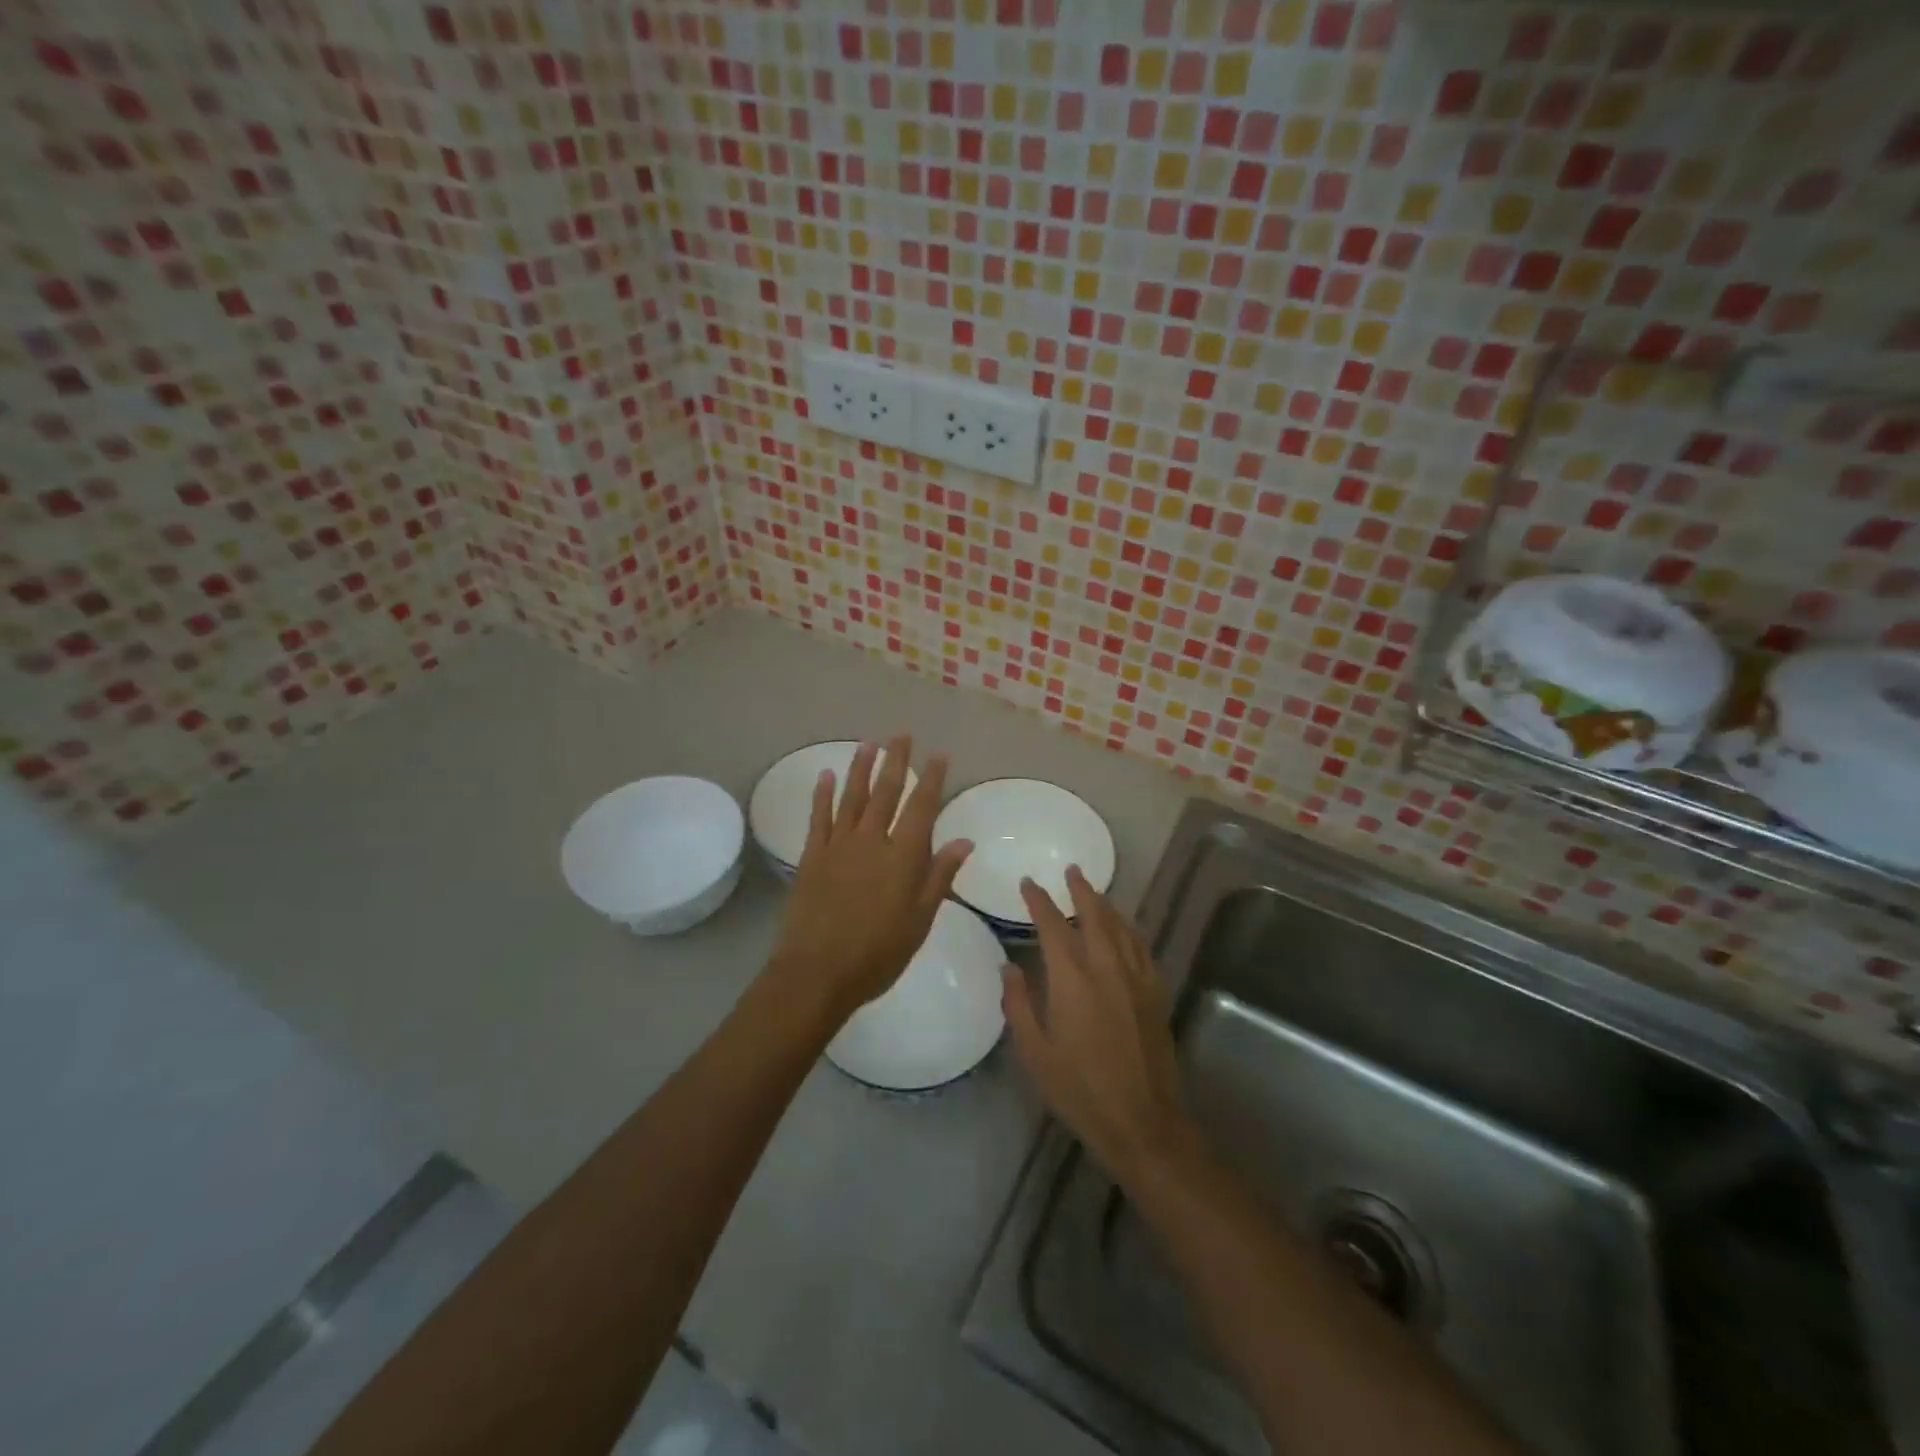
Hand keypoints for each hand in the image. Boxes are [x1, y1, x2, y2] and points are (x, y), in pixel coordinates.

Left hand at [766, 736, 972, 1024]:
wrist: (817, 972)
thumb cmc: (878, 953)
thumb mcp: (921, 920)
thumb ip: (940, 876)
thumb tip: (965, 840)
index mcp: (904, 856)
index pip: (922, 807)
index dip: (931, 779)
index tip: (938, 755)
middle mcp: (872, 840)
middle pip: (886, 792)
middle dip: (896, 762)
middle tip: (901, 736)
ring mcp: (839, 845)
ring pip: (853, 797)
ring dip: (862, 768)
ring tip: (869, 744)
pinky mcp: (812, 856)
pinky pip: (819, 818)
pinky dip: (823, 795)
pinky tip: (827, 775)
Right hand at [1002, 867, 1192, 1180]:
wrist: (1142, 1121)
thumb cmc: (1079, 1089)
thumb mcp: (1035, 1052)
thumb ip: (1018, 1004)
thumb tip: (1009, 967)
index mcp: (1072, 979)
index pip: (1053, 925)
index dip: (1039, 901)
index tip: (1029, 884)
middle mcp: (1107, 968)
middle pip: (1094, 915)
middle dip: (1080, 890)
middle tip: (1071, 871)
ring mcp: (1136, 978)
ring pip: (1121, 927)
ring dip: (1106, 905)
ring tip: (1093, 893)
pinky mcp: (1155, 993)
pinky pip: (1141, 947)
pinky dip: (1128, 929)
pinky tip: (1124, 930)